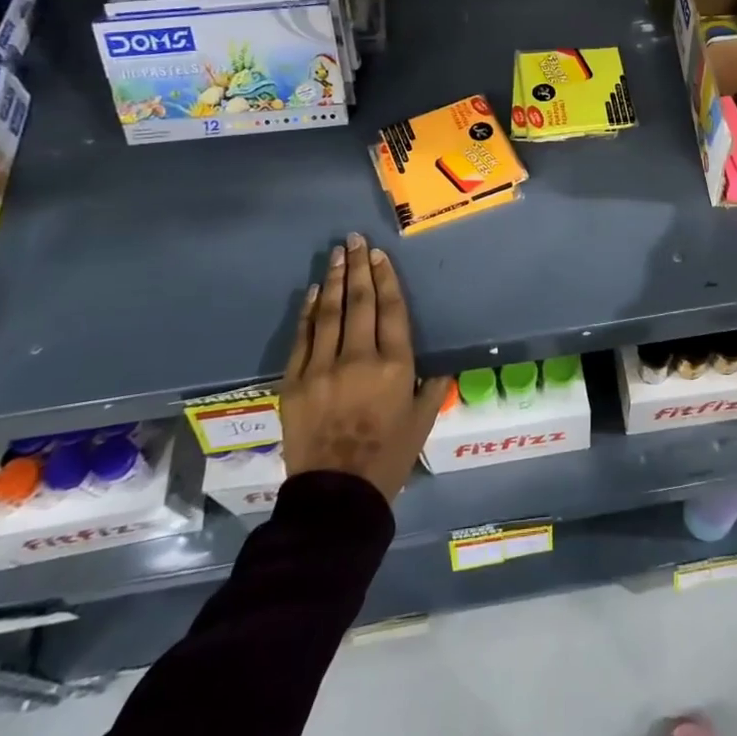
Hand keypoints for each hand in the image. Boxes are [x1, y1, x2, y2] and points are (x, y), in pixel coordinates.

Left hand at [279, 233, 449, 500]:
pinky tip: (314, 292)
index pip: (391, 310)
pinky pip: (303, 338)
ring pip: (329, 313)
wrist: (336, 495)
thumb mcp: (422, 422)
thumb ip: (433, 388)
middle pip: (359, 303)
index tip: (378, 255)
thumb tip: (441, 367)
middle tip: (354, 240)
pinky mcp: (295, 382)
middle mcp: (359, 358)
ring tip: (336, 254)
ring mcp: (322, 368)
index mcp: (395, 366)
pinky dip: (309, 312)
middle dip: (358, 268)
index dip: (385, 279)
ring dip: (334, 280)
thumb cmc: (389, 458)